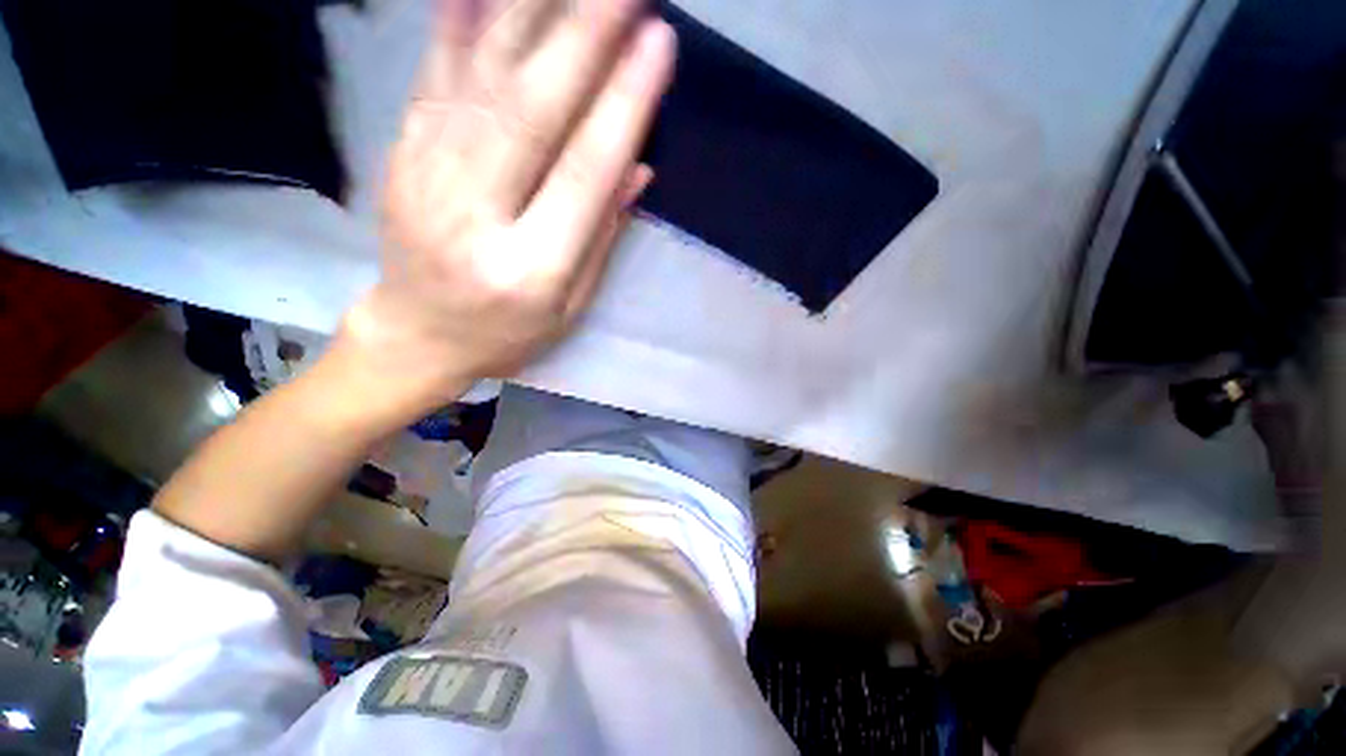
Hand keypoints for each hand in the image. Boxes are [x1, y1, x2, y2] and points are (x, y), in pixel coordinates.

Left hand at [338, 0, 674, 416]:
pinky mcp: (402, 152)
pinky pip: (437, 72)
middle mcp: (474, 213)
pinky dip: (465, 19)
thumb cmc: (507, 334)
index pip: (584, 173)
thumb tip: (638, 168)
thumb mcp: (569, 308)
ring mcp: (427, 175)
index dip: (623, 106)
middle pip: (532, 108)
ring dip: (533, 10)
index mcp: (529, 268)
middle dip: (584, 33)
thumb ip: (602, 240)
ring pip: (483, 75)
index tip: (660, 44)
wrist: (416, 334)